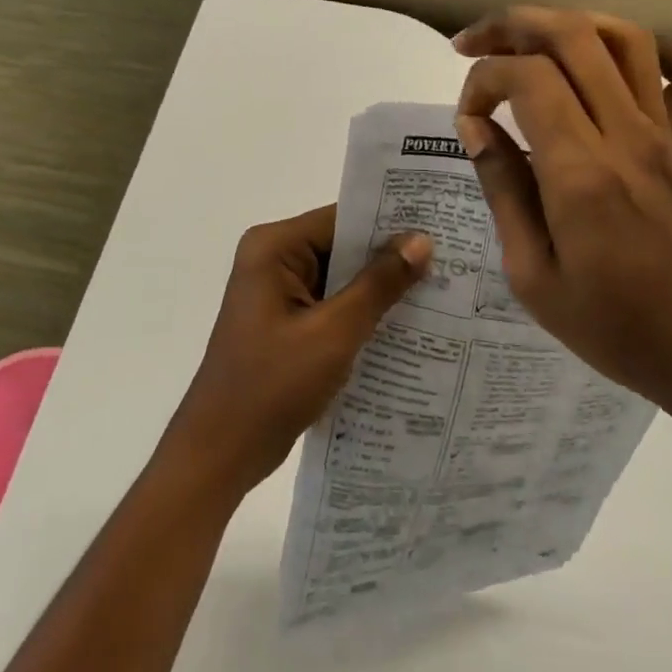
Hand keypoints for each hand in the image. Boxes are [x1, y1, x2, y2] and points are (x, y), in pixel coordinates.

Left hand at [161, 206, 431, 497]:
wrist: (221, 451)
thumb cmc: (272, 385)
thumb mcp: (333, 333)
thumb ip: (378, 285)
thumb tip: (421, 241)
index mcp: (273, 248)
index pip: (340, 220)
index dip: (389, 223)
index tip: (439, 228)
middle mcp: (272, 259)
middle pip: (341, 246)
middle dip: (388, 257)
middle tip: (451, 260)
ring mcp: (277, 292)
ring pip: (340, 277)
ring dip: (379, 288)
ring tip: (441, 289)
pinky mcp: (285, 322)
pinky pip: (331, 304)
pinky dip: (361, 313)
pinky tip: (407, 324)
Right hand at [453, 7, 671, 442]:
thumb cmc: (616, 328)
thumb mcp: (532, 275)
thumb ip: (503, 189)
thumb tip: (475, 127)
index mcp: (581, 171)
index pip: (527, 77)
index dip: (482, 80)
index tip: (466, 121)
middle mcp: (626, 135)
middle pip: (573, 35)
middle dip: (512, 25)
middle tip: (471, 46)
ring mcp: (664, 135)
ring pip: (625, 39)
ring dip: (569, 23)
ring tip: (529, 42)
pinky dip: (655, 51)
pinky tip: (616, 65)